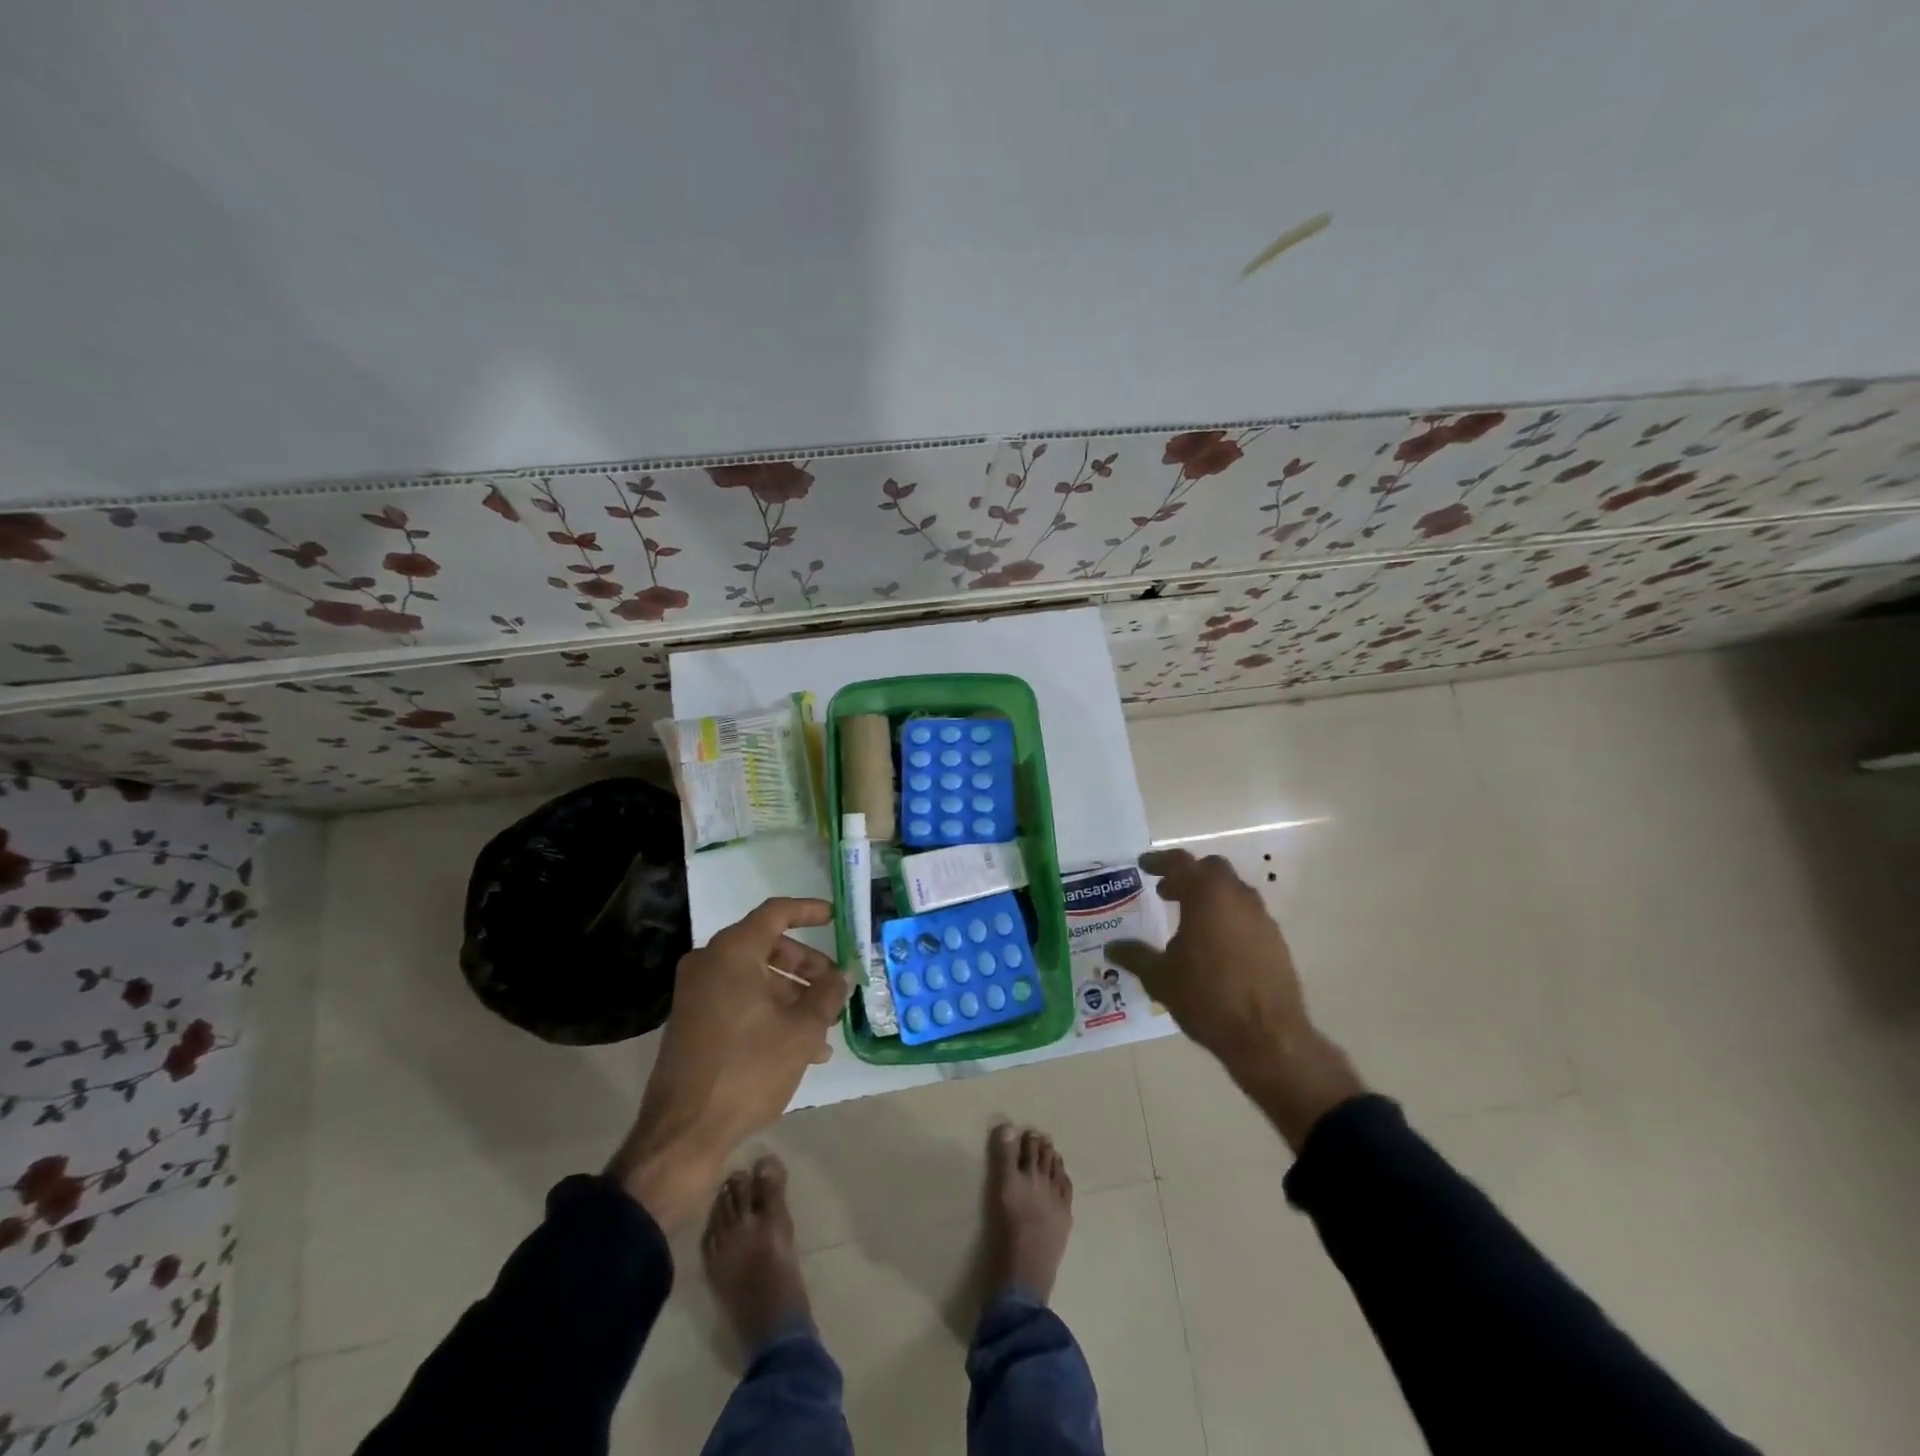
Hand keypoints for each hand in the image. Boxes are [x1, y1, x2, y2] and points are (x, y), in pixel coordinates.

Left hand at [611, 897, 847, 1228]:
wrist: (683, 1132)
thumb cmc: (748, 1069)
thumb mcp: (801, 1031)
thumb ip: (827, 995)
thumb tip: (840, 976)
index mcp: (733, 953)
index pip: (776, 913)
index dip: (808, 911)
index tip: (834, 918)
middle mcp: (710, 963)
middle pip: (767, 946)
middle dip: (806, 965)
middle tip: (833, 985)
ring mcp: (696, 993)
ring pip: (755, 977)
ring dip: (792, 994)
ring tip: (824, 1028)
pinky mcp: (693, 1021)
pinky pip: (739, 1000)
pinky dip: (769, 1011)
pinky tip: (800, 1047)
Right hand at [1108, 850, 1362, 1148]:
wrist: (1268, 1037)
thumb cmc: (1207, 998)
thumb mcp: (1160, 978)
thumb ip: (1135, 956)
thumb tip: (1112, 948)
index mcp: (1206, 896)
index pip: (1180, 863)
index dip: (1159, 862)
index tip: (1144, 865)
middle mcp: (1237, 898)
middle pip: (1212, 870)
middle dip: (1188, 876)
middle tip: (1166, 892)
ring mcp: (1262, 919)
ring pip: (1233, 892)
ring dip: (1210, 897)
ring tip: (1189, 920)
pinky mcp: (1276, 942)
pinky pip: (1247, 916)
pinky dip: (1228, 918)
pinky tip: (1214, 946)